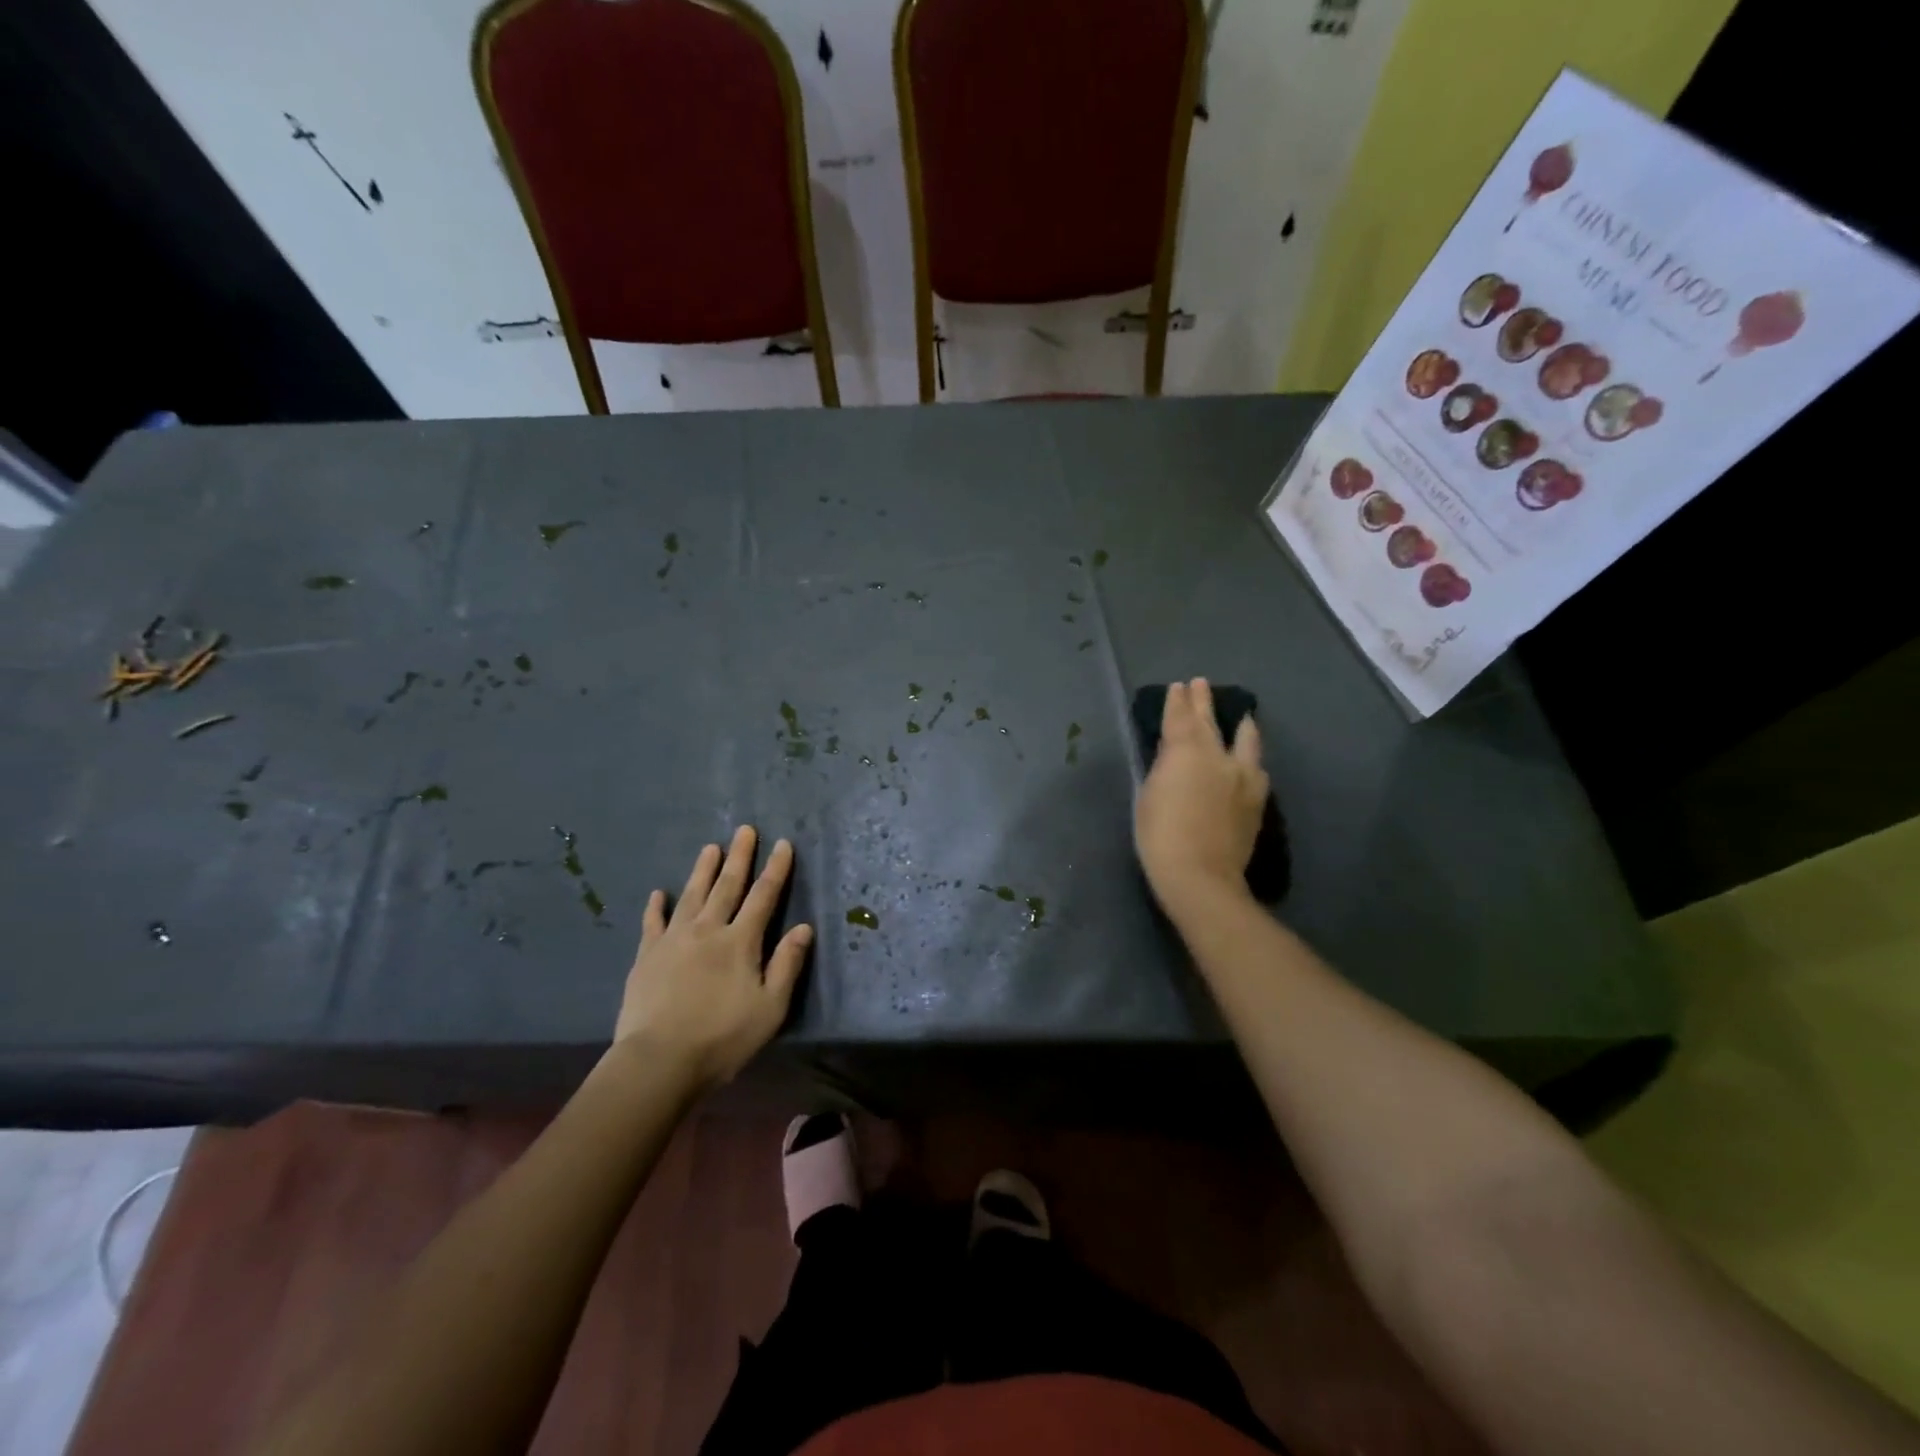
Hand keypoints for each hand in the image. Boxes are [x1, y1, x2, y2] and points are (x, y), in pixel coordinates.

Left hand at [614, 826, 813, 1088]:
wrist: (658, 1061)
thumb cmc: (722, 1038)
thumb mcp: (770, 1007)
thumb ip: (787, 965)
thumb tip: (804, 928)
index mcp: (741, 942)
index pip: (764, 897)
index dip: (775, 869)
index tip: (782, 844)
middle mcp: (708, 930)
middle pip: (727, 886)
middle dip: (740, 857)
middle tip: (745, 830)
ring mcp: (673, 940)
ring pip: (692, 896)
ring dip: (703, 870)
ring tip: (711, 848)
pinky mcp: (646, 956)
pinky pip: (652, 923)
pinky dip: (656, 906)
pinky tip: (659, 893)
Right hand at [1134, 678, 1267, 917]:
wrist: (1201, 875)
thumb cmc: (1159, 836)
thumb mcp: (1149, 795)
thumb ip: (1163, 769)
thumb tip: (1173, 758)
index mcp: (1186, 752)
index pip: (1180, 718)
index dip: (1178, 701)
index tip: (1179, 687)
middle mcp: (1218, 756)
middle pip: (1210, 722)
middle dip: (1203, 702)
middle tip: (1201, 685)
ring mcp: (1243, 777)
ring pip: (1245, 740)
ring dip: (1240, 725)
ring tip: (1243, 717)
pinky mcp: (1257, 799)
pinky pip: (1256, 768)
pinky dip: (1250, 758)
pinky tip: (1250, 763)